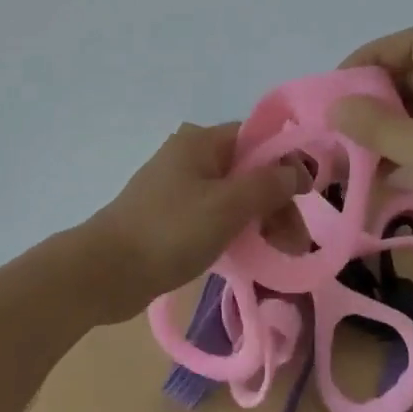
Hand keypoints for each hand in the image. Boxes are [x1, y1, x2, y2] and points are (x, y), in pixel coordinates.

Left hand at [79, 122, 306, 322]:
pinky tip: (248, 255)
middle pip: (248, 169)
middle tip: (294, 243)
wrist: (104, 272)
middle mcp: (191, 155)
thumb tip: (300, 168)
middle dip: (276, 202)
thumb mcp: (227, 206)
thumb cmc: (169, 232)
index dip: (286, 163)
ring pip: (233, 195)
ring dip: (259, 220)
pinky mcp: (170, 215)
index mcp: (202, 141)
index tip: (308, 198)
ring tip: (278, 255)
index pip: (258, 138)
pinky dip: (235, 230)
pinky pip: (214, 214)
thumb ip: (269, 184)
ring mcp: (178, 186)